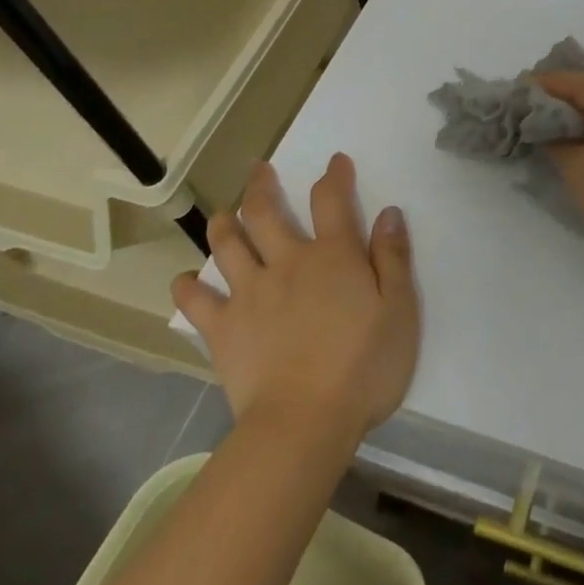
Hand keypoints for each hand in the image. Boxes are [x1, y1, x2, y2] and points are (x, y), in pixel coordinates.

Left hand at [172, 155, 419, 437]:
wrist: (305, 423)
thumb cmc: (364, 366)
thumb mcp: (399, 309)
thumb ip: (393, 258)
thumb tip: (388, 212)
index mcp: (333, 255)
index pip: (331, 200)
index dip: (334, 176)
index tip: (335, 161)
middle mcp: (287, 263)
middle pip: (266, 213)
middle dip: (261, 186)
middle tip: (258, 170)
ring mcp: (250, 295)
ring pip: (228, 246)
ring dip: (223, 224)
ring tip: (222, 213)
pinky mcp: (224, 330)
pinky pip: (198, 302)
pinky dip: (188, 287)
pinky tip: (184, 280)